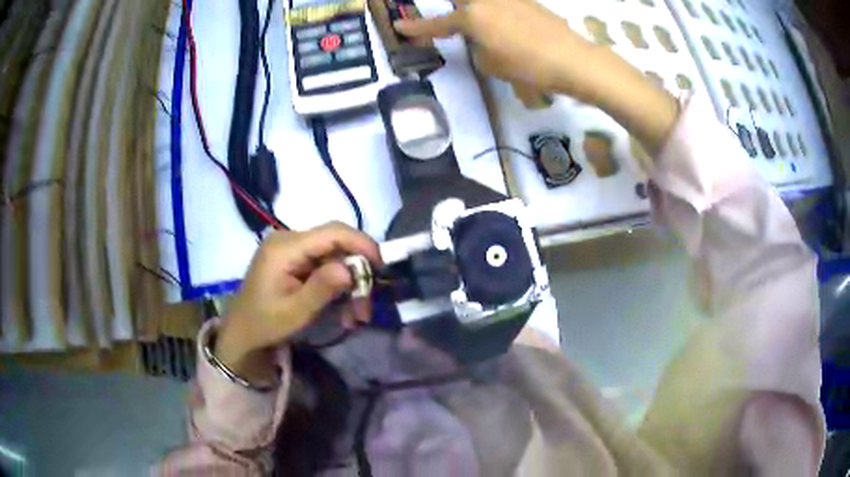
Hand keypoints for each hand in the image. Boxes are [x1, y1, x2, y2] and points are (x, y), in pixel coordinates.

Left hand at [216, 223, 380, 382]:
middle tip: (366, 305)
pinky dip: (336, 285)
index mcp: (285, 247)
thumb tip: (350, 269)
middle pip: (335, 244)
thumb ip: (321, 288)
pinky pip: (323, 264)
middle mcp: (288, 239)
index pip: (332, 232)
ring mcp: (290, 248)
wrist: (242, 331)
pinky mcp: (293, 258)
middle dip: (357, 272)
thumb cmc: (265, 324)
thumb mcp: (295, 312)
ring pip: (333, 256)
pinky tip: (342, 308)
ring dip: (349, 283)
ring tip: (355, 315)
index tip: (381, 266)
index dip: (361, 244)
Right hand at [395, 0, 593, 99]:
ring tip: (482, 28)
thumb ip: (476, 46)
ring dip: (475, 10)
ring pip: (482, 0)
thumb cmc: (527, 65)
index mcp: (472, 16)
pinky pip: (502, 2)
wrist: (572, 59)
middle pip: (462, 0)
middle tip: (458, 25)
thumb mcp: (490, 63)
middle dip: (456, 12)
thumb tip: (479, 38)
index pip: (438, 23)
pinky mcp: (528, 0)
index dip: (417, 28)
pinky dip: (496, 9)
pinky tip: (505, 23)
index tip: (399, 27)